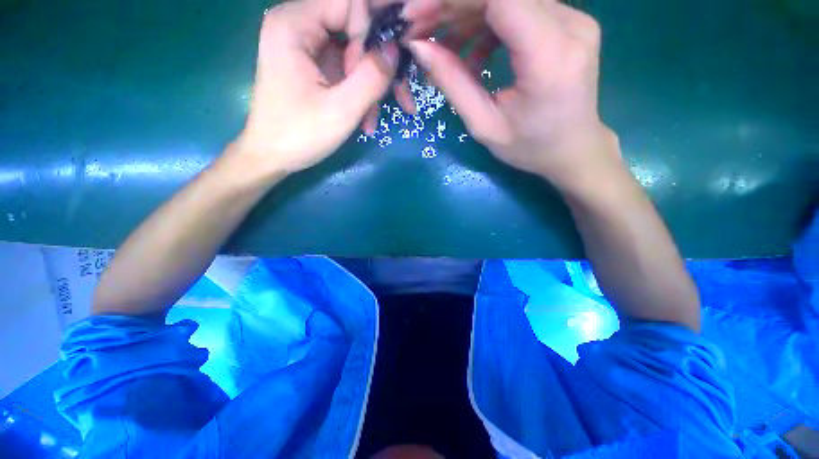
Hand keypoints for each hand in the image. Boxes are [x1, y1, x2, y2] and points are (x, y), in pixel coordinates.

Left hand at [233, 0, 396, 176]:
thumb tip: (396, 50)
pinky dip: (359, 92)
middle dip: (375, 65)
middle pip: (353, 27)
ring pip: (353, 52)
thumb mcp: (341, 110)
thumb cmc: (300, 135)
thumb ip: (372, 77)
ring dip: (369, 86)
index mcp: (294, 23)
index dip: (372, 32)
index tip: (381, 70)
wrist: (272, 157)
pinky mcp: (313, 66)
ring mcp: (306, 47)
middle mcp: (298, 25)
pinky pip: (345, 68)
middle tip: (386, 100)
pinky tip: (365, 118)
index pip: (349, 3)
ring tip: (372, 119)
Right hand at [408, 0, 621, 194]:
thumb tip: (420, 47)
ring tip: (445, 45)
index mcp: (550, 58)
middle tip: (422, 29)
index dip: (454, 0)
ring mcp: (574, 19)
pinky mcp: (569, 21)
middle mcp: (570, 25)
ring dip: (468, 14)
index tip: (417, 14)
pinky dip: (488, 22)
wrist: (572, 148)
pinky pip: (520, 8)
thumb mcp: (484, 126)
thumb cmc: (528, 147)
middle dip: (454, 6)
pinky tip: (474, 52)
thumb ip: (454, 84)